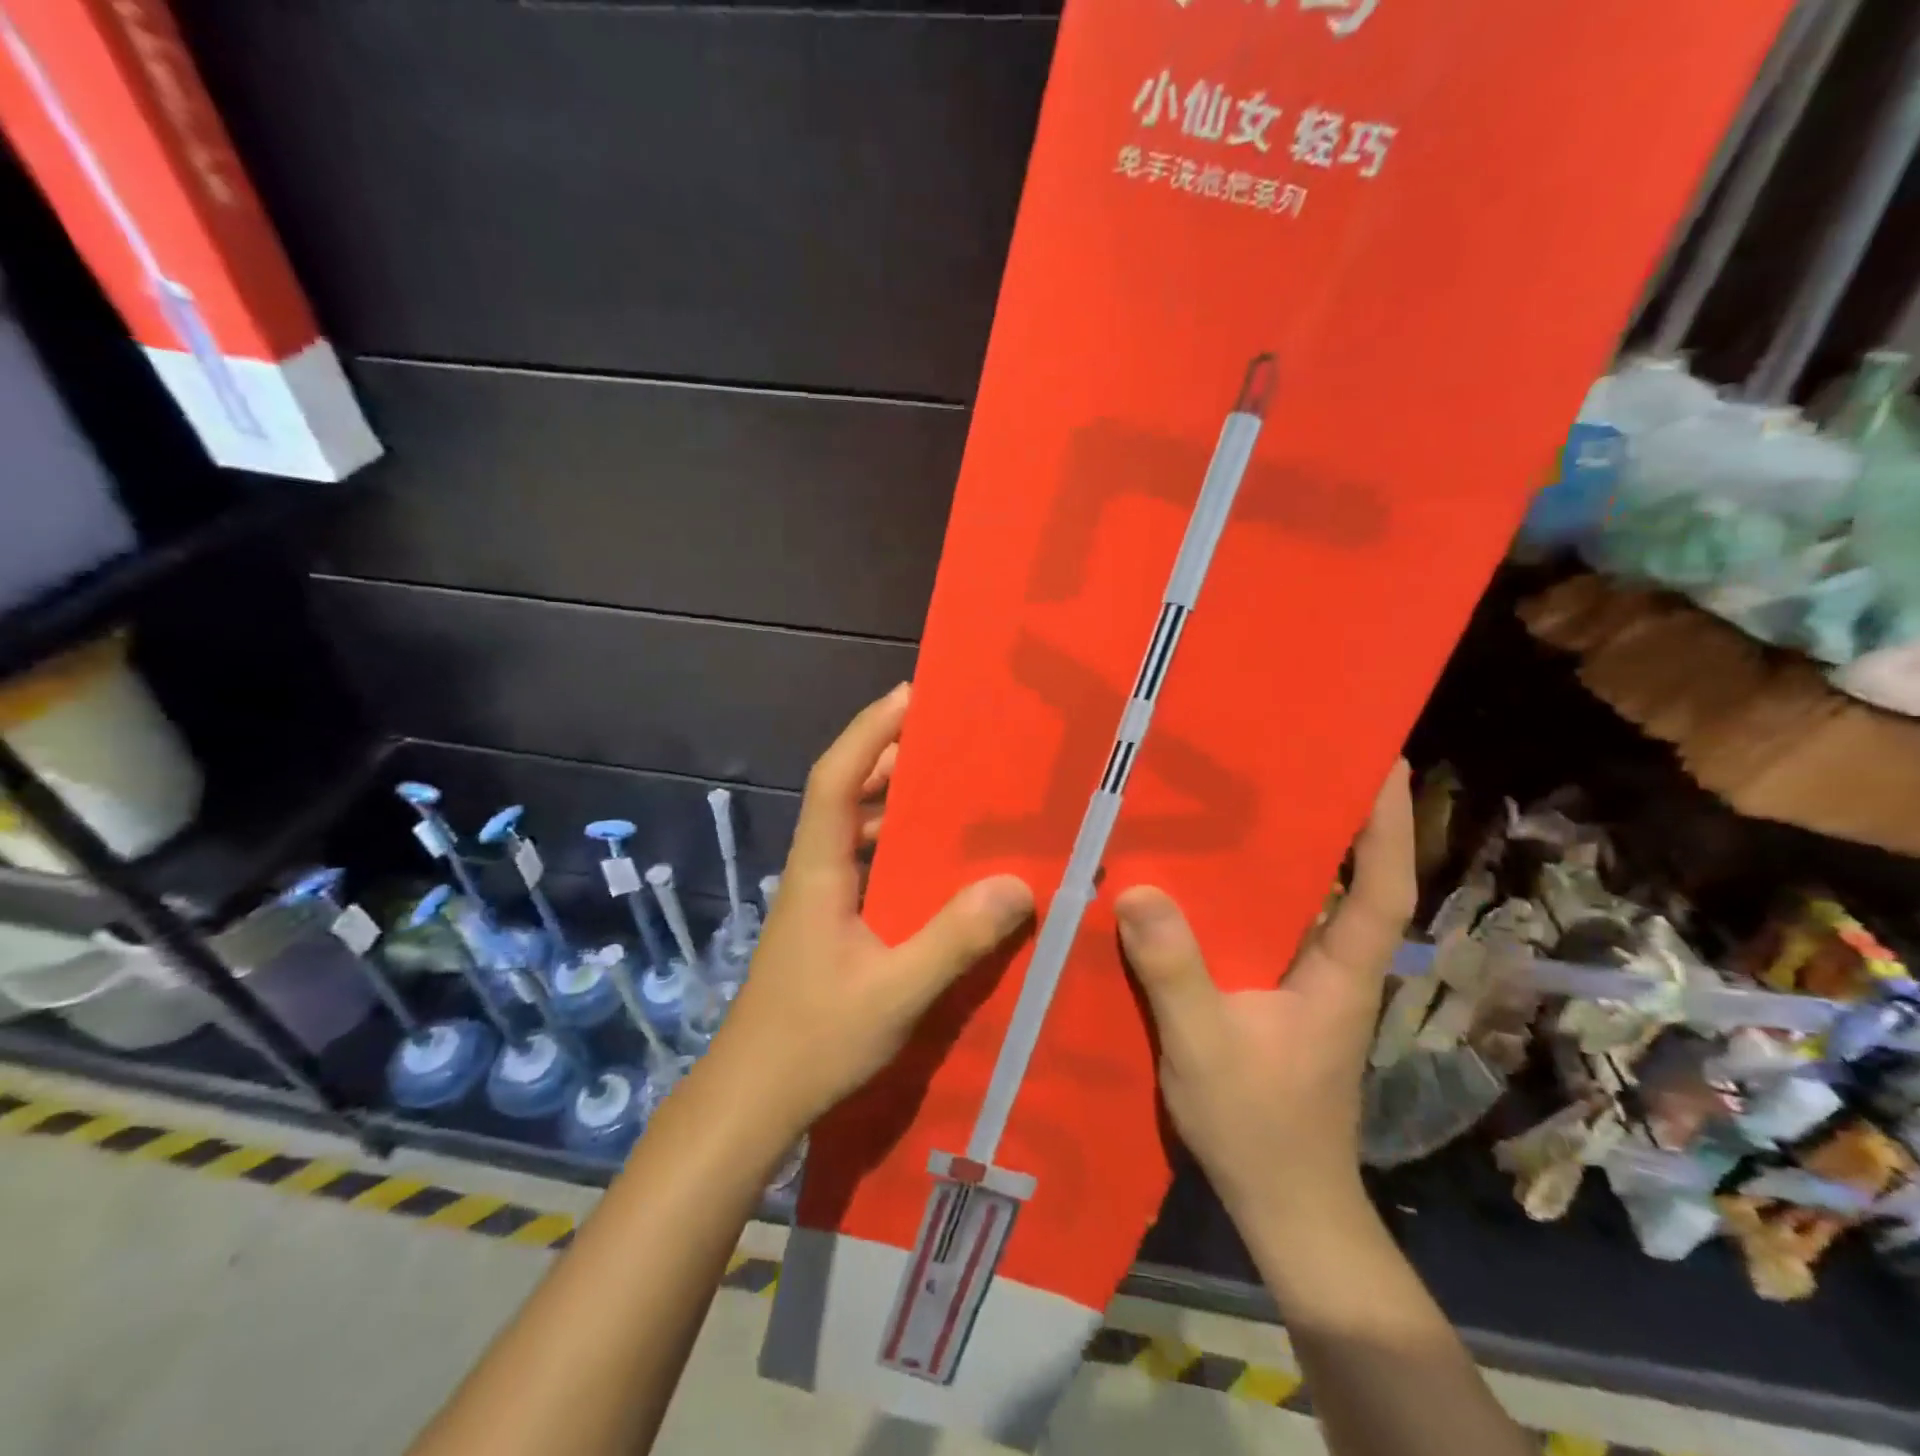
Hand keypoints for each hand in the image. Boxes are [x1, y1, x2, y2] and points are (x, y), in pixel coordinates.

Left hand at [713, 684, 1035, 1132]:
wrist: (752, 1102)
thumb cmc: (812, 1041)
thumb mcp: (894, 993)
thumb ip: (953, 940)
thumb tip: (1015, 884)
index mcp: (818, 869)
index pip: (836, 778)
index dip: (869, 731)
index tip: (910, 696)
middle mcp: (815, 871)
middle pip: (846, 793)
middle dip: (891, 756)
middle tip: (950, 737)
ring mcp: (819, 900)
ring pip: (857, 829)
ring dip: (895, 801)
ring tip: (953, 788)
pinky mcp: (830, 926)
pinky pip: (867, 865)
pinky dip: (899, 847)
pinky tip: (939, 865)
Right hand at [1115, 761, 1415, 1227]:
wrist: (1284, 1204)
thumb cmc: (1260, 1127)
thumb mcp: (1206, 1048)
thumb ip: (1175, 973)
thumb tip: (1137, 890)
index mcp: (1339, 972)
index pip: (1381, 888)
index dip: (1388, 826)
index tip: (1384, 762)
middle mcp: (1332, 967)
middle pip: (1348, 880)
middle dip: (1336, 818)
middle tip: (1296, 758)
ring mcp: (1305, 984)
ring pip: (1304, 903)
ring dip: (1287, 852)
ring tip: (1240, 798)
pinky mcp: (1276, 998)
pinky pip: (1265, 929)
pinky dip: (1247, 895)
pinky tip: (1198, 880)